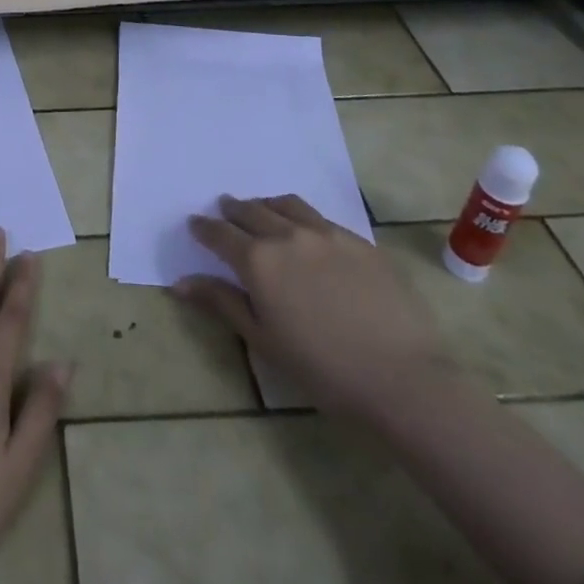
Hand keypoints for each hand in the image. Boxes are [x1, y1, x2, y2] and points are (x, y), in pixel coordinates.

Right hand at [175, 194, 452, 426]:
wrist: (402, 378)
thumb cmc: (323, 369)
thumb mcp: (263, 340)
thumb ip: (222, 302)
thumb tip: (181, 282)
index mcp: (258, 260)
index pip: (220, 233)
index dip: (204, 228)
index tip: (195, 224)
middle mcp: (287, 235)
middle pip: (251, 211)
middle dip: (233, 210)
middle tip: (224, 211)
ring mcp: (326, 234)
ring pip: (286, 205)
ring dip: (266, 205)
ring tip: (261, 210)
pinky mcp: (359, 241)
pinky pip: (320, 218)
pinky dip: (301, 217)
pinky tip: (307, 232)